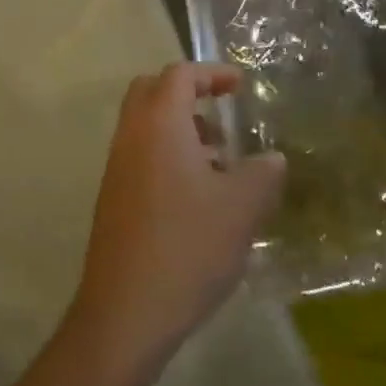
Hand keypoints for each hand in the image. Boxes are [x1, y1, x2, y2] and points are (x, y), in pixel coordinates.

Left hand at [66, 64, 285, 376]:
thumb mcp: (241, 208)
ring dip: (180, 129)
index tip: (240, 86)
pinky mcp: (113, 198)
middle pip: (152, 91)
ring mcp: (116, 168)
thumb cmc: (188, 247)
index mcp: (159, 124)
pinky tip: (198, 197)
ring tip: (220, 163)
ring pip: (145, 126)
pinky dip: (168, 156)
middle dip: (189, 94)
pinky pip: (141, 156)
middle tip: (222, 115)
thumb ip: (263, 174)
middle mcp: (131, 136)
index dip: (212, 73)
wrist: (125, 312)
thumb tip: (272, 159)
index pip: (180, 75)